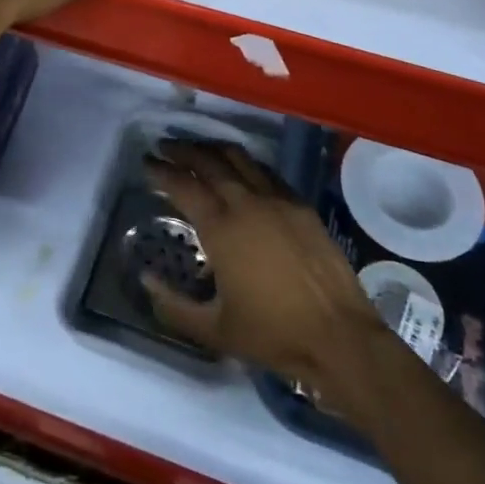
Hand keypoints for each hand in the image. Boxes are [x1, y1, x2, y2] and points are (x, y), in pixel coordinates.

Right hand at [141, 140, 387, 399]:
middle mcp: (246, 202)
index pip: (183, 185)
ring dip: (213, 149)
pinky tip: (240, 170)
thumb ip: (172, 306)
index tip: (146, 163)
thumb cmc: (273, 334)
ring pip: (239, 158)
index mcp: (221, 228)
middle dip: (183, 150)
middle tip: (165, 147)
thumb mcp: (214, 329)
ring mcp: (277, 198)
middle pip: (209, 161)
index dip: (161, 171)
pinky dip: (245, 163)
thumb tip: (145, 278)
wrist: (338, 335)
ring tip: (198, 151)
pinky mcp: (300, 204)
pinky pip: (265, 171)